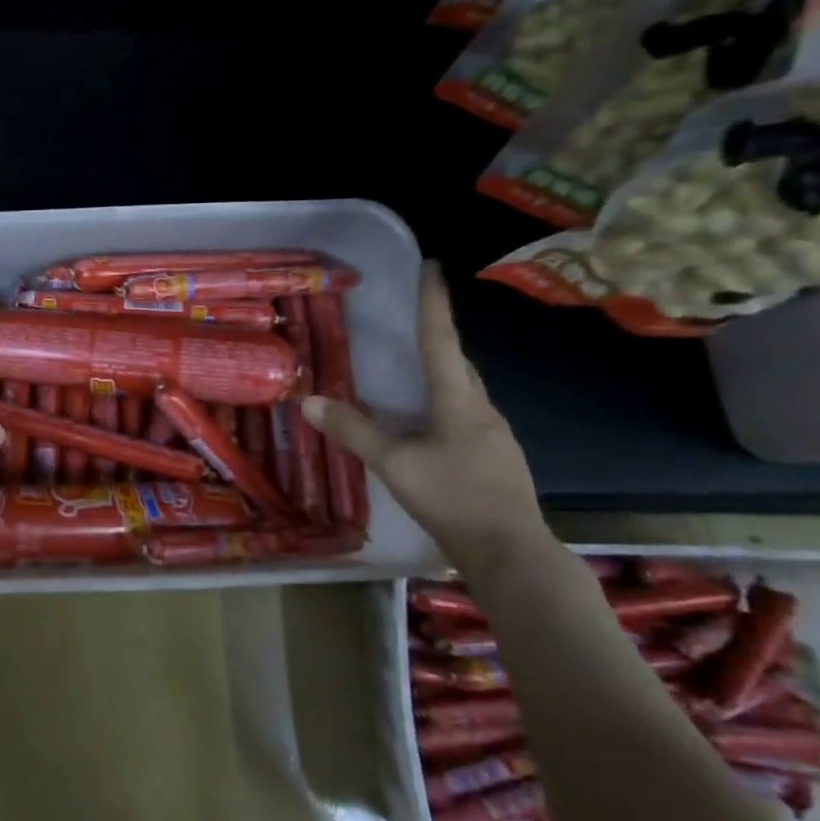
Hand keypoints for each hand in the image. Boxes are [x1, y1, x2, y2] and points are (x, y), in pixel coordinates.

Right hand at [303, 261, 550, 576]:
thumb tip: (308, 400)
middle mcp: (482, 409)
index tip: (431, 268)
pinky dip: (442, 404)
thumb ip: (353, 431)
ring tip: (411, 368)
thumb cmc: (452, 498)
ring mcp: (493, 435)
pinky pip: (464, 415)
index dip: (433, 304)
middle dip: (437, 336)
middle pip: (458, 362)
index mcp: (459, 400)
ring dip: (440, 372)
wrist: (510, 552)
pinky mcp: (493, 458)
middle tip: (412, 317)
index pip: (441, 340)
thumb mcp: (394, 464)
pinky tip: (425, 423)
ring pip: (463, 390)